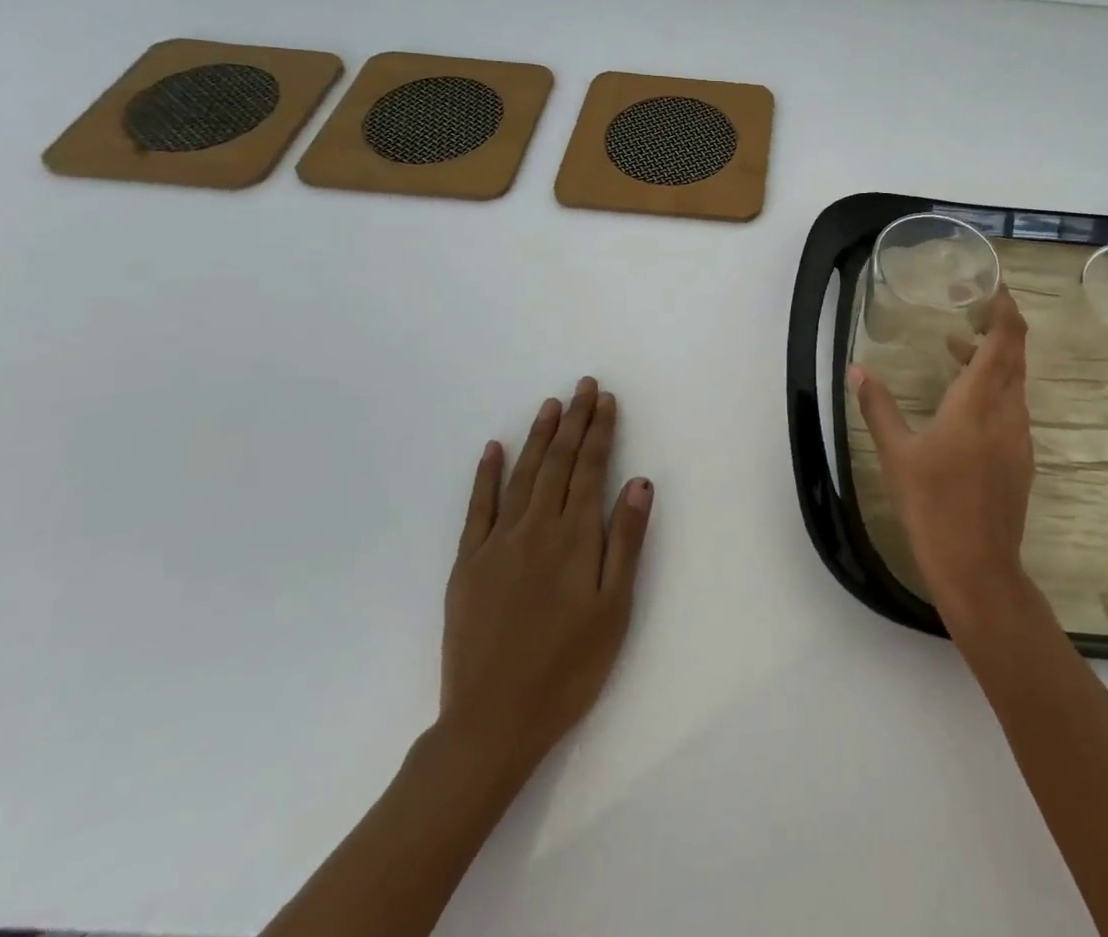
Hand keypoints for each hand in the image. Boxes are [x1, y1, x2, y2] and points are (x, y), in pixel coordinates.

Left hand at [436, 377, 653, 782]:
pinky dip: (486, 475)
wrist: (493, 721)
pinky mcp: (468, 564)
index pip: (591, 468)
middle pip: (558, 462)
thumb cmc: (568, 668)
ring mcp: (498, 543)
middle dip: (574, 421)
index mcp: (575, 537)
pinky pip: (478, 508)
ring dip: (538, 436)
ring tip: (550, 405)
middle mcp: (537, 527)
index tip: (606, 399)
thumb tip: (639, 481)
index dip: (600, 431)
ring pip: (522, 475)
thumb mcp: (614, 608)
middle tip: (583, 386)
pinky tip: (493, 449)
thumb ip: (626, 541)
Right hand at [849, 288, 1034, 618]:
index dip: (1006, 309)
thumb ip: (878, 407)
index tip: (994, 287)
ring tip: (956, 349)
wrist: (977, 567)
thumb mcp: (897, 454)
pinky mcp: (1020, 459)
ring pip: (1015, 382)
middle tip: (972, 307)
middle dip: (999, 327)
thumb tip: (856, 370)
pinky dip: (994, 388)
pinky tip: (965, 401)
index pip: (1005, 340)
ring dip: (993, 359)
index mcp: (978, 402)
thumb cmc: (933, 505)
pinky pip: (1013, 407)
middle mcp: (1008, 412)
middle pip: (1015, 356)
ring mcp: (1019, 437)